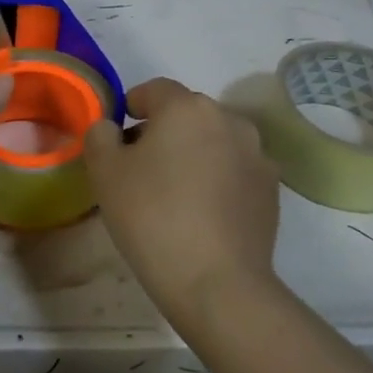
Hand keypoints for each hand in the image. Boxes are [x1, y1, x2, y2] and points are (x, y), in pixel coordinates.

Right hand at [84, 78, 279, 328]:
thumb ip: (100, 136)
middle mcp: (229, 119)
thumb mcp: (105, 172)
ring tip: (174, 192)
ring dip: (193, 154)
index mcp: (187, 107)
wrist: (217, 282)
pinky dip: (217, 179)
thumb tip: (112, 128)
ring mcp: (257, 154)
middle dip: (163, 131)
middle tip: (140, 168)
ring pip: (214, 141)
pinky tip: (202, 213)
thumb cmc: (152, 217)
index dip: (131, 106)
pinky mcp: (272, 189)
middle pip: (186, 114)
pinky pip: (235, 170)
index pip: (153, 90)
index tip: (118, 136)